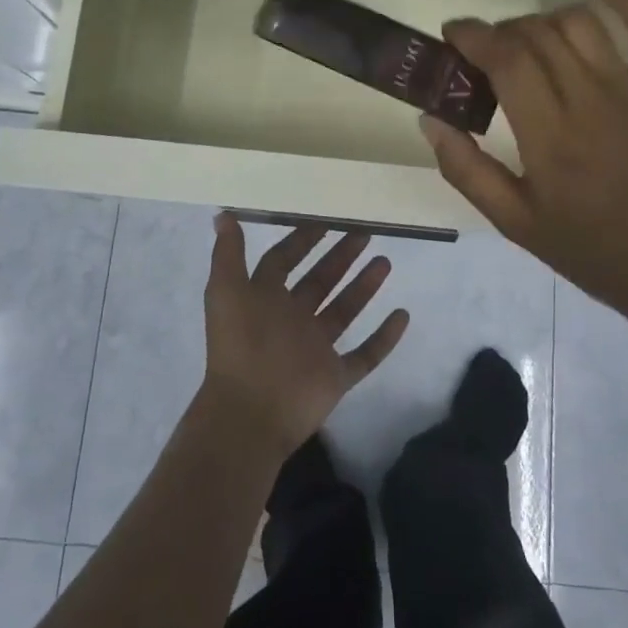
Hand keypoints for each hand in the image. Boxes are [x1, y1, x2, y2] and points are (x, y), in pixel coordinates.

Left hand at [199, 216, 410, 457]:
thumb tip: (224, 214)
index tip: (326, 219)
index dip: (301, 240)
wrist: (250, 412)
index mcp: (264, 299)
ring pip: (344, 311)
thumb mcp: (227, 290)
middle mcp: (291, 320)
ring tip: (385, 262)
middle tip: (365, 233)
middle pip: (319, 281)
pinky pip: (365, 354)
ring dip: (363, 287)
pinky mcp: (335, 376)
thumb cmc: (240, 344)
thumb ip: (229, 253)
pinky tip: (403, 315)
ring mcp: (315, 349)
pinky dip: (384, 337)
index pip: (283, 262)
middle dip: (340, 257)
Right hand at [418, 0, 627, 321]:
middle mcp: (591, 101)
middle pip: (538, 35)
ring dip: (545, 19)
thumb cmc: (584, 245)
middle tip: (485, 52)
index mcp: (551, 137)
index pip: (508, 60)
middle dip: (501, 31)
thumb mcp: (511, 221)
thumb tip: (430, 118)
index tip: (453, 33)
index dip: (474, 35)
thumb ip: (466, 170)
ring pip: (581, 22)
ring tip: (529, 39)